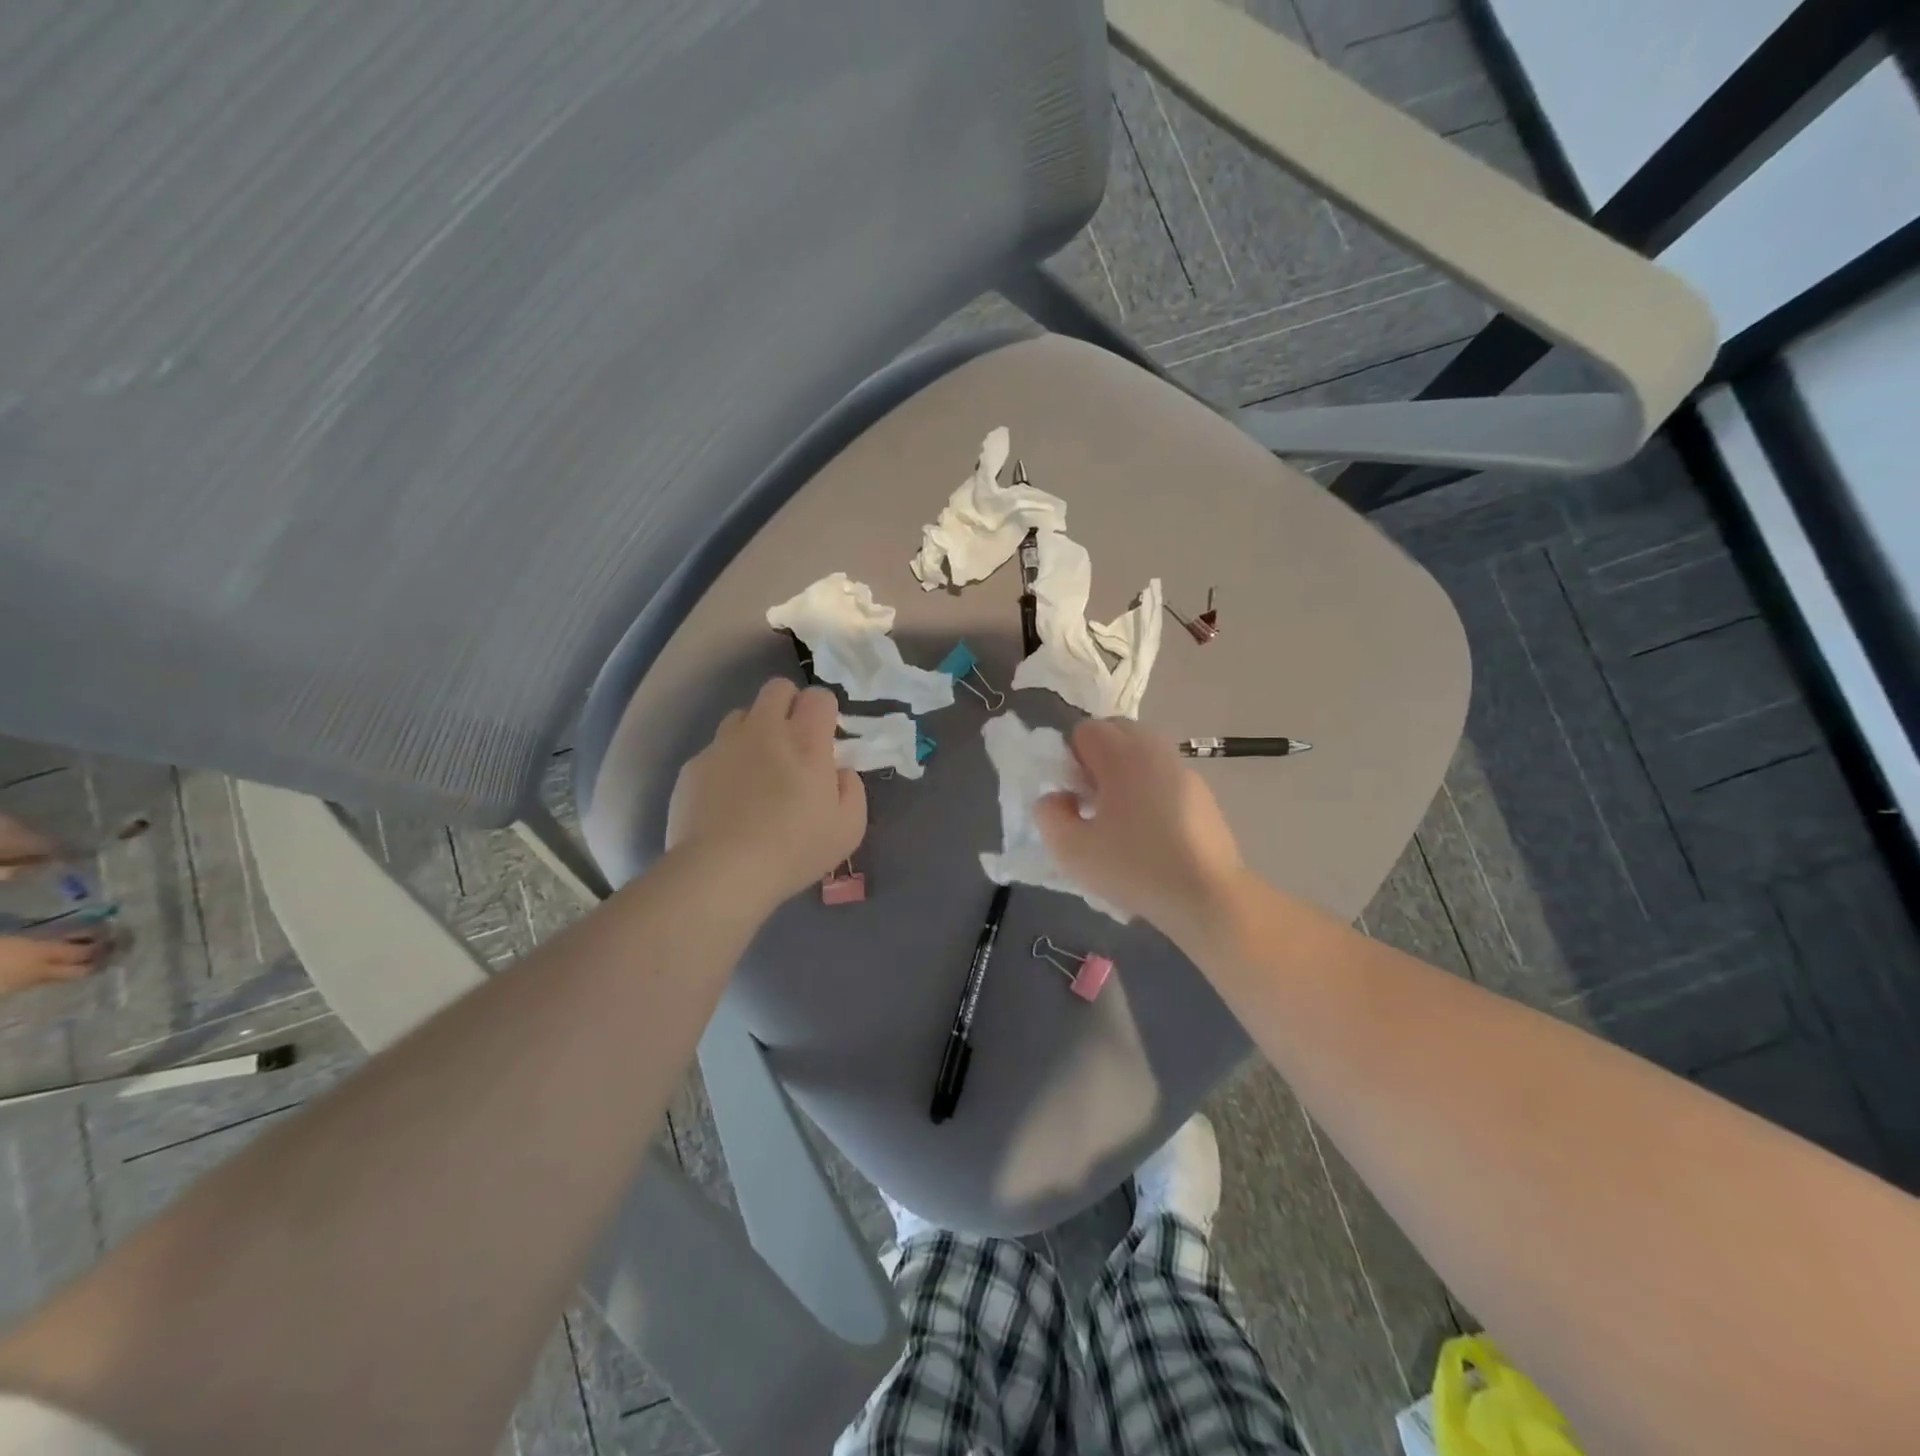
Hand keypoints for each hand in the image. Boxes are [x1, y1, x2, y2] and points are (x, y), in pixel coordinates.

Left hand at [666, 680, 865, 909]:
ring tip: (756, 769)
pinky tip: (727, 800)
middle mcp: (764, 730)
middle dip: (788, 704)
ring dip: (753, 731)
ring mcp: (724, 745)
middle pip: (777, 688)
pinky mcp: (694, 766)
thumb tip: (839, 771)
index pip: (819, 696)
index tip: (824, 738)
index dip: (824, 711)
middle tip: (793, 742)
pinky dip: (725, 765)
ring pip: (741, 715)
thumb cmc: (794, 849)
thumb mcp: (849, 828)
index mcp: (806, 741)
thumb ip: (851, 789)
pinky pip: (714, 751)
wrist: (722, 871)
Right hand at [1034, 719, 1244, 941]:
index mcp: (1122, 754)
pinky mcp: (1203, 794)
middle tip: (1093, 803)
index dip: (1070, 759)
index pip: (1085, 730)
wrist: (1208, 896)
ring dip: (1124, 774)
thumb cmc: (1134, 868)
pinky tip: (1152, 833)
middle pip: (1116, 733)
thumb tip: (1058, 797)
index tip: (1074, 796)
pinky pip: (1163, 777)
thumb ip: (1049, 814)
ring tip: (1121, 819)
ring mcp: (1183, 770)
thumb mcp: (1071, 850)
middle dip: (1097, 759)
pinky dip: (1150, 790)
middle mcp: (1155, 750)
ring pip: (1142, 754)